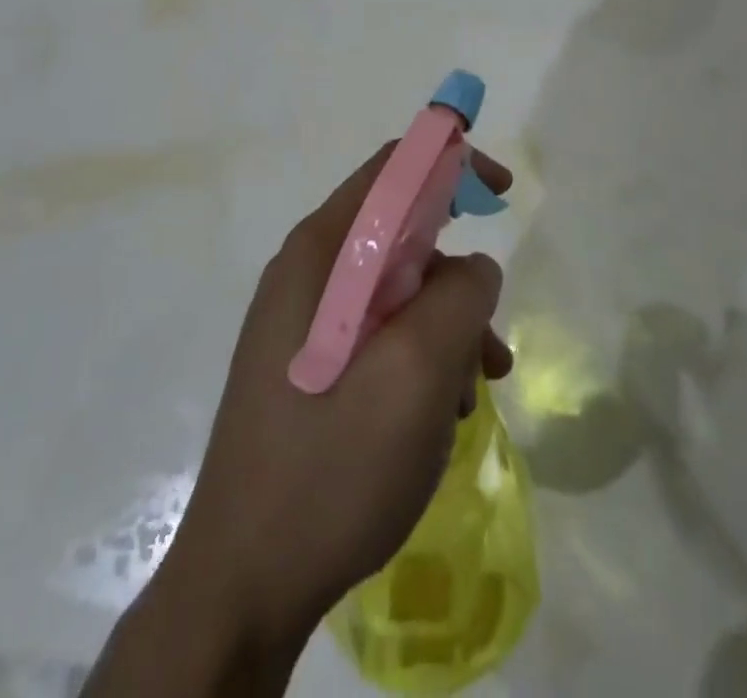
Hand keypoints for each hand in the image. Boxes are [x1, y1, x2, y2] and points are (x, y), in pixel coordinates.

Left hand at [162, 143, 514, 651]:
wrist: (244, 583)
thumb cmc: (333, 463)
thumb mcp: (417, 371)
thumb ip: (460, 296)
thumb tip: (473, 268)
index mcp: (321, 252)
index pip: (393, 169)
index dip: (451, 162)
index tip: (502, 194)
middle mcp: (309, 273)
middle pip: (400, 233)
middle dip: (456, 274)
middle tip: (489, 332)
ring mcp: (305, 322)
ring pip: (398, 291)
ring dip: (447, 328)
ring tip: (473, 391)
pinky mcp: (311, 365)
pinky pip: (381, 334)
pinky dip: (422, 358)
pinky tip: (441, 413)